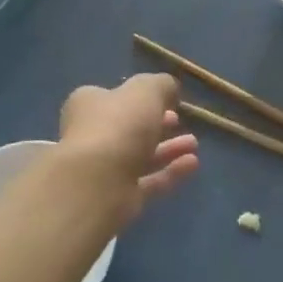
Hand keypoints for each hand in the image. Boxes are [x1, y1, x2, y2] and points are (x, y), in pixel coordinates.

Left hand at [56, 74, 199, 223]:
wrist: (98, 182)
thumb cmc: (119, 125)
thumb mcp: (147, 90)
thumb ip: (161, 85)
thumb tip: (170, 89)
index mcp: (88, 104)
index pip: (113, 97)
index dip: (140, 97)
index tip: (167, 100)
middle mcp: (90, 135)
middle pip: (128, 128)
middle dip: (158, 124)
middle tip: (179, 120)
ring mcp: (102, 169)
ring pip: (140, 156)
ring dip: (168, 149)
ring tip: (194, 144)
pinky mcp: (116, 197)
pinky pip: (148, 181)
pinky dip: (170, 172)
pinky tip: (192, 164)